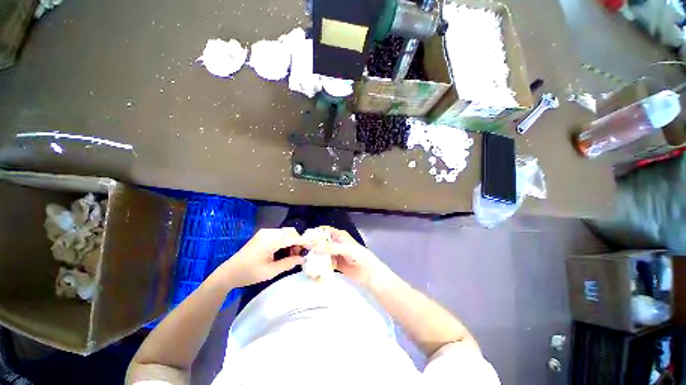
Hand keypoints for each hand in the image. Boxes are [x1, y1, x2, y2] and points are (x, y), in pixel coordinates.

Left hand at [219, 228, 303, 286]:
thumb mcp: (270, 271)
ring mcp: (265, 232)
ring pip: (285, 233)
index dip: (304, 242)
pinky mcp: (263, 235)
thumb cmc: (249, 273)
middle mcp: (269, 232)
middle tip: (298, 255)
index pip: (292, 237)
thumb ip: (288, 263)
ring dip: (292, 242)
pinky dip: (285, 242)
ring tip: (291, 256)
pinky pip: (279, 235)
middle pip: (290, 232)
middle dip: (298, 242)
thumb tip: (302, 259)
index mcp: (270, 240)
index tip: (312, 248)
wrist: (228, 272)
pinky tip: (283, 252)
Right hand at [307, 226, 394, 288]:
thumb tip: (314, 247)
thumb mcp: (347, 250)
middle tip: (300, 251)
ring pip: (321, 252)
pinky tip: (311, 269)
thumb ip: (331, 248)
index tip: (304, 239)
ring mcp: (334, 254)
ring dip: (313, 256)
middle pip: (320, 242)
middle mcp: (335, 243)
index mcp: (339, 235)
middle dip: (311, 245)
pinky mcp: (334, 264)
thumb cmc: (360, 257)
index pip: (324, 231)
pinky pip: (324, 263)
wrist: (369, 273)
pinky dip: (318, 265)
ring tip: (303, 260)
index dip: (314, 233)